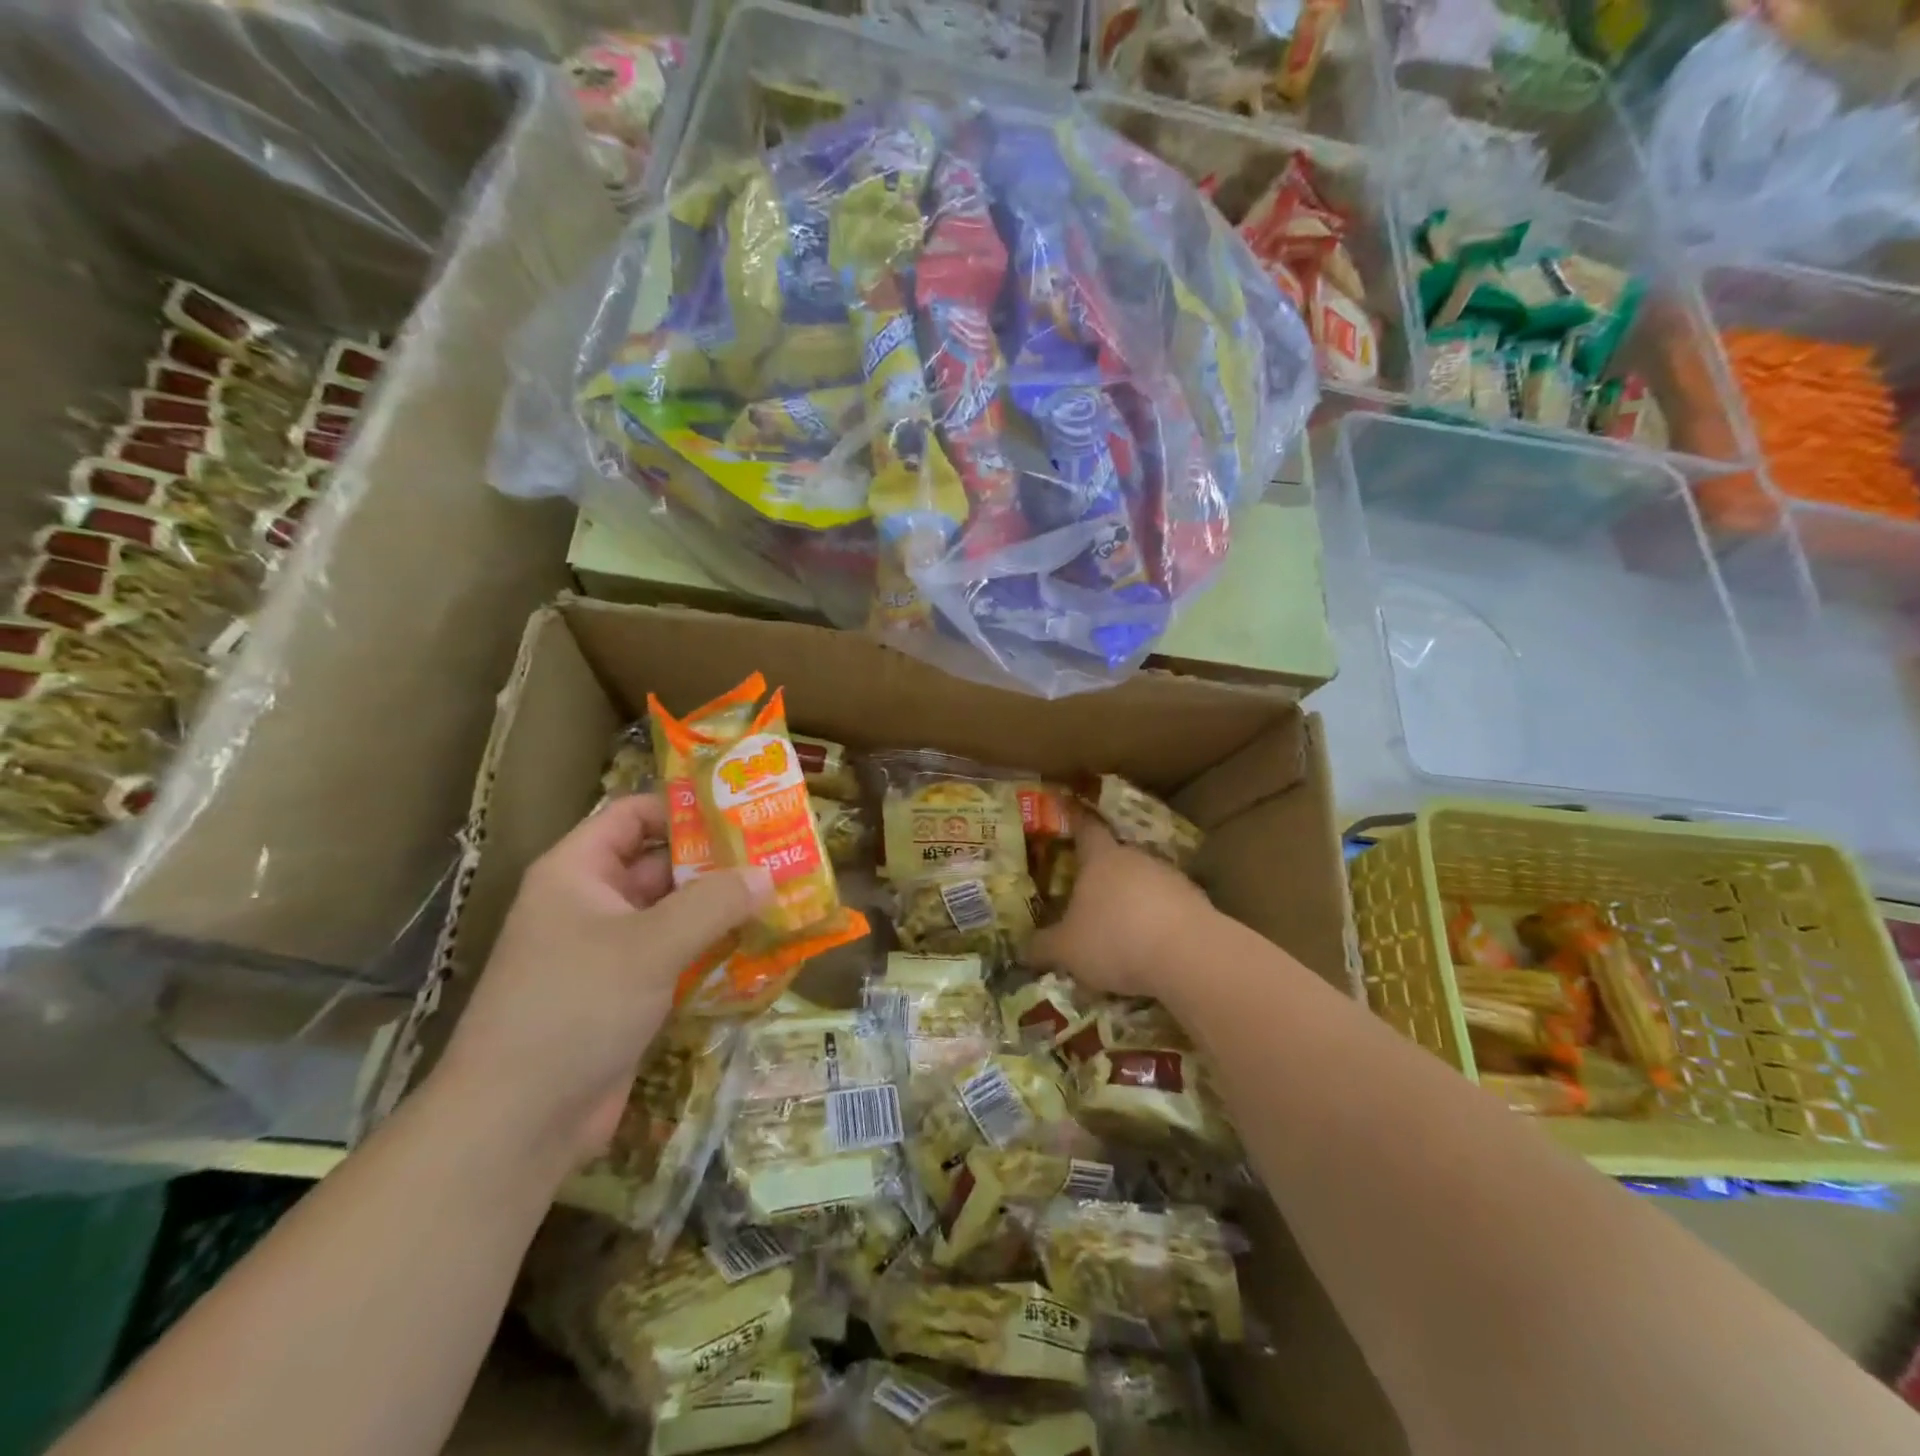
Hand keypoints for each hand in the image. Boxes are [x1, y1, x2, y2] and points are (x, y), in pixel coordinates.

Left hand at [437, 794, 770, 1169]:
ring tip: (782, 897)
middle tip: (779, 855)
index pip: (632, 815)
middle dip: (717, 861)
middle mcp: (591, 903)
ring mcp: (608, 952)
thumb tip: (767, 874)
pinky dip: (713, 950)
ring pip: (674, 914)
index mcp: (577, 872)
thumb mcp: (650, 945)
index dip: (684, 808)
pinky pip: (676, 956)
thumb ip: (713, 903)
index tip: (742, 812)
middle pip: (661, 864)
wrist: (517, 1124)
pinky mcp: (626, 994)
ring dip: (721, 909)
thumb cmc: (574, 1008)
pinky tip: (760, 948)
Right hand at [1027, 811, 1213, 999]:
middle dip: (1103, 873)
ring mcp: (1171, 878)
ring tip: (1121, 928)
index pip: (1086, 827)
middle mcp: (1136, 859)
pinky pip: (1169, 906)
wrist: (1189, 956)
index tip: (1069, 808)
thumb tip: (1022, 949)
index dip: (1075, 819)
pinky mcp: (1197, 902)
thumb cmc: (1115, 939)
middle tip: (1088, 891)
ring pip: (1145, 882)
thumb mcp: (1067, 950)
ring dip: (1133, 899)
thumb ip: (1043, 947)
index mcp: (1100, 859)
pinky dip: (1158, 920)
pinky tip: (1152, 947)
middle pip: (1116, 857)